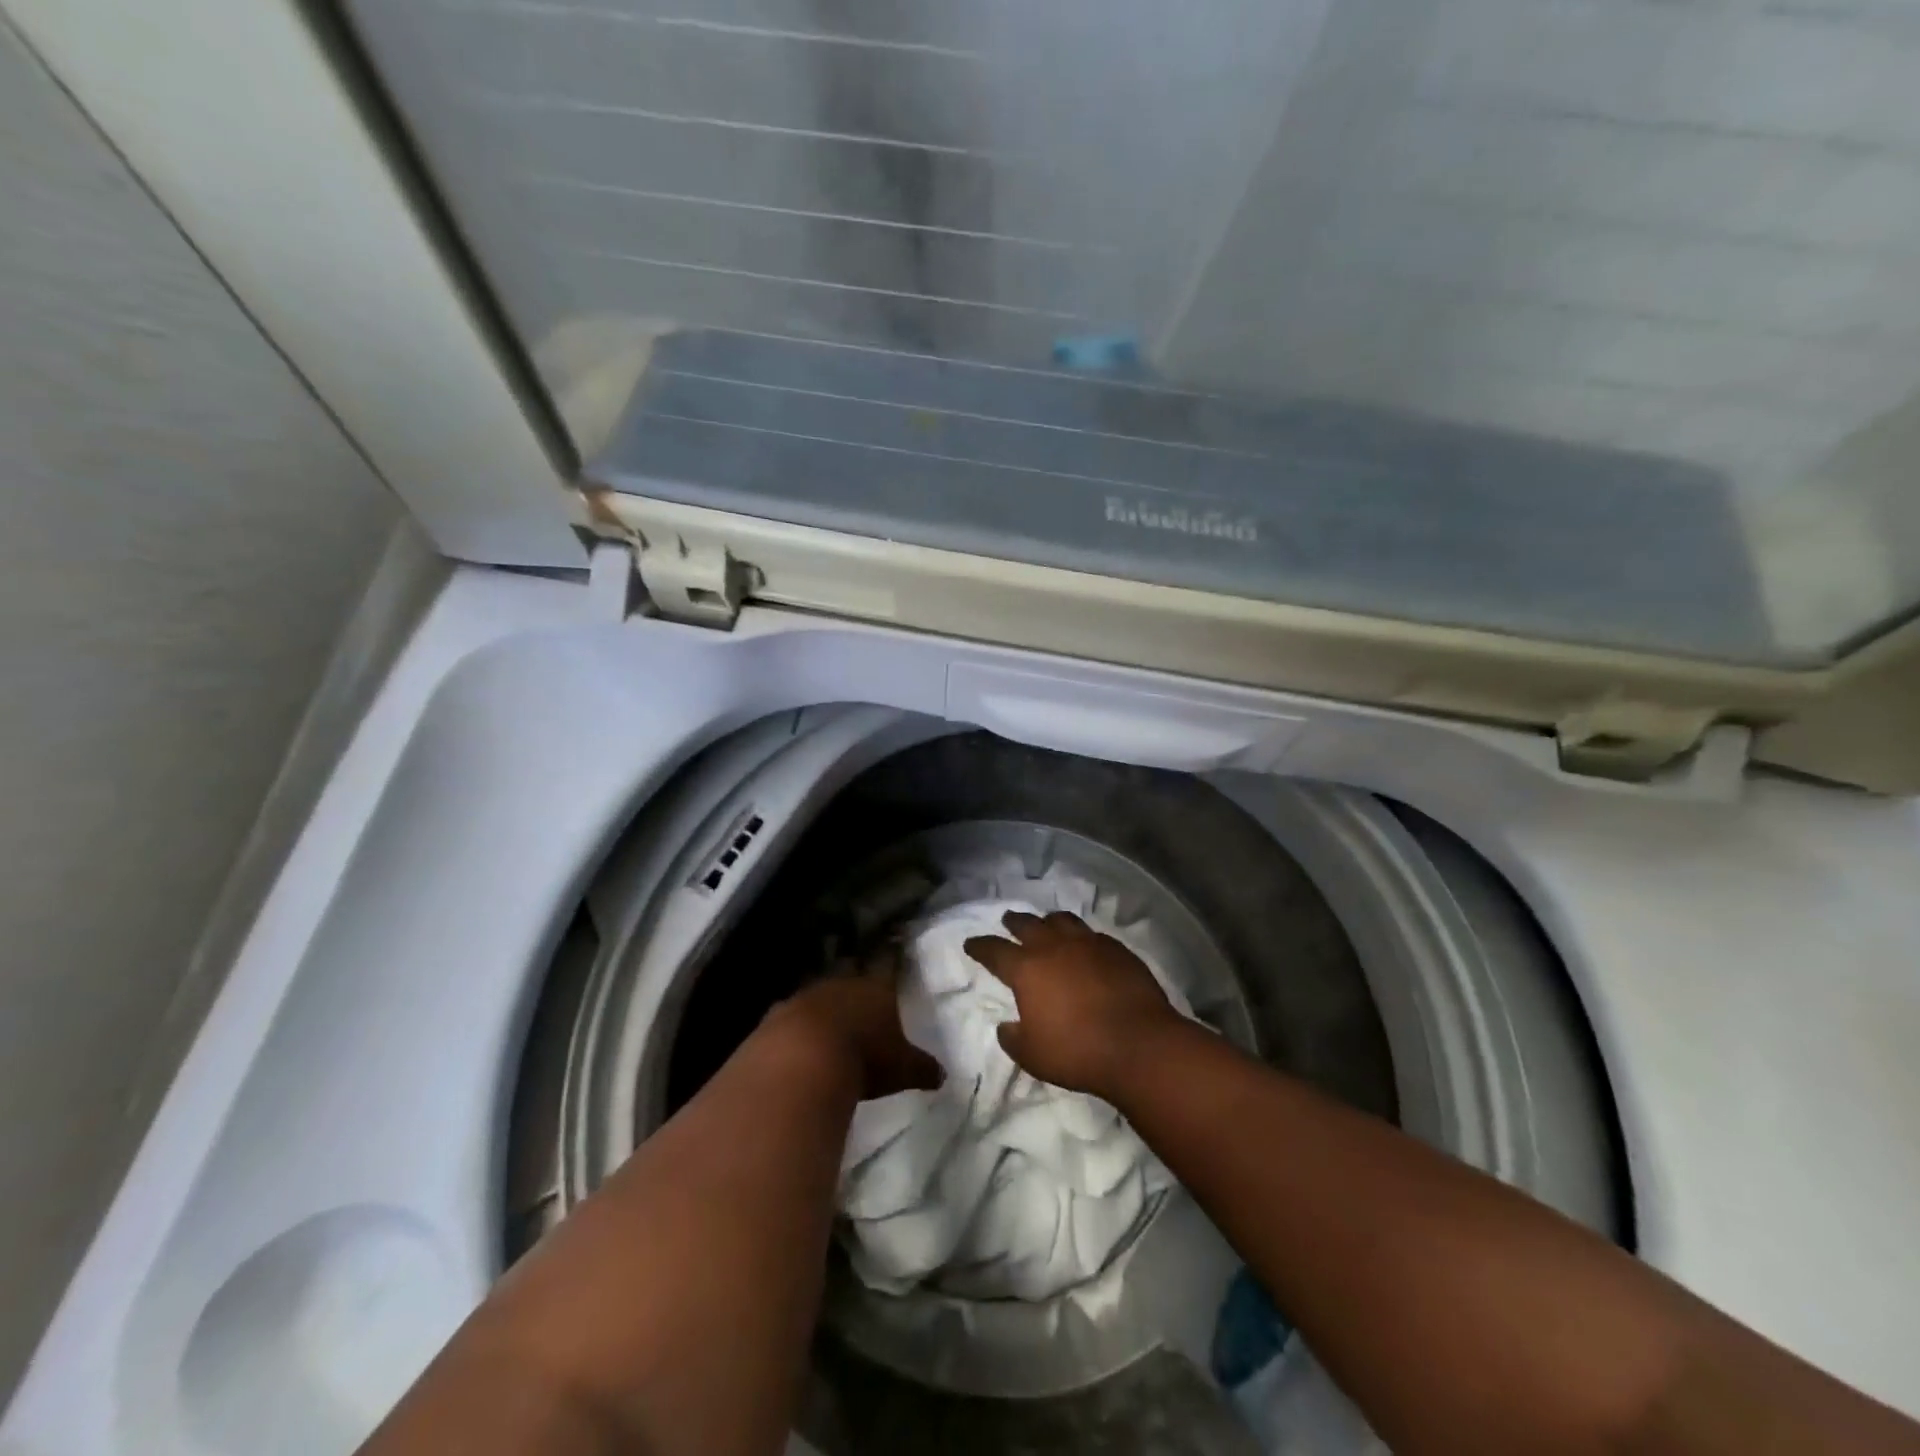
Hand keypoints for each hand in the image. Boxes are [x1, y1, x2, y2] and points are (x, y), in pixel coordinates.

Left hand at [761, 950, 942, 1100]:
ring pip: (819, 989)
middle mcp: (842, 984)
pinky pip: (790, 1013)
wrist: (801, 1062)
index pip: (889, 963)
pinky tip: (796, 1036)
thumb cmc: (864, 1059)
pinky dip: (795, 1023)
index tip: (894, 940)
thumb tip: (942, 1075)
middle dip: (856, 973)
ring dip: (825, 1000)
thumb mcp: (902, 1069)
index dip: (892, 954)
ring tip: (830, 1012)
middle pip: (851, 970)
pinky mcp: (777, 1015)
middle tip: (861, 976)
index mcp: (877, 988)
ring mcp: (807, 996)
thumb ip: (921, 1069)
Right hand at [963, 911, 1182, 1099]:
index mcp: (1027, 969)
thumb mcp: (1033, 1056)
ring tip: (1047, 924)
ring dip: (1049, 921)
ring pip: (1062, 920)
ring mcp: (1088, 943)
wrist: (1138, 1044)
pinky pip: (1092, 935)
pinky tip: (1086, 946)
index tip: (971, 943)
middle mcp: (1054, 947)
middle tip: (1008, 920)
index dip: (980, 946)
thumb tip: (1007, 1026)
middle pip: (1028, 924)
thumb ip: (1014, 1039)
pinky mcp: (1116, 949)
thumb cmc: (1077, 1052)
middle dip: (1014, 922)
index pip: (994, 950)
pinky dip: (1082, 937)